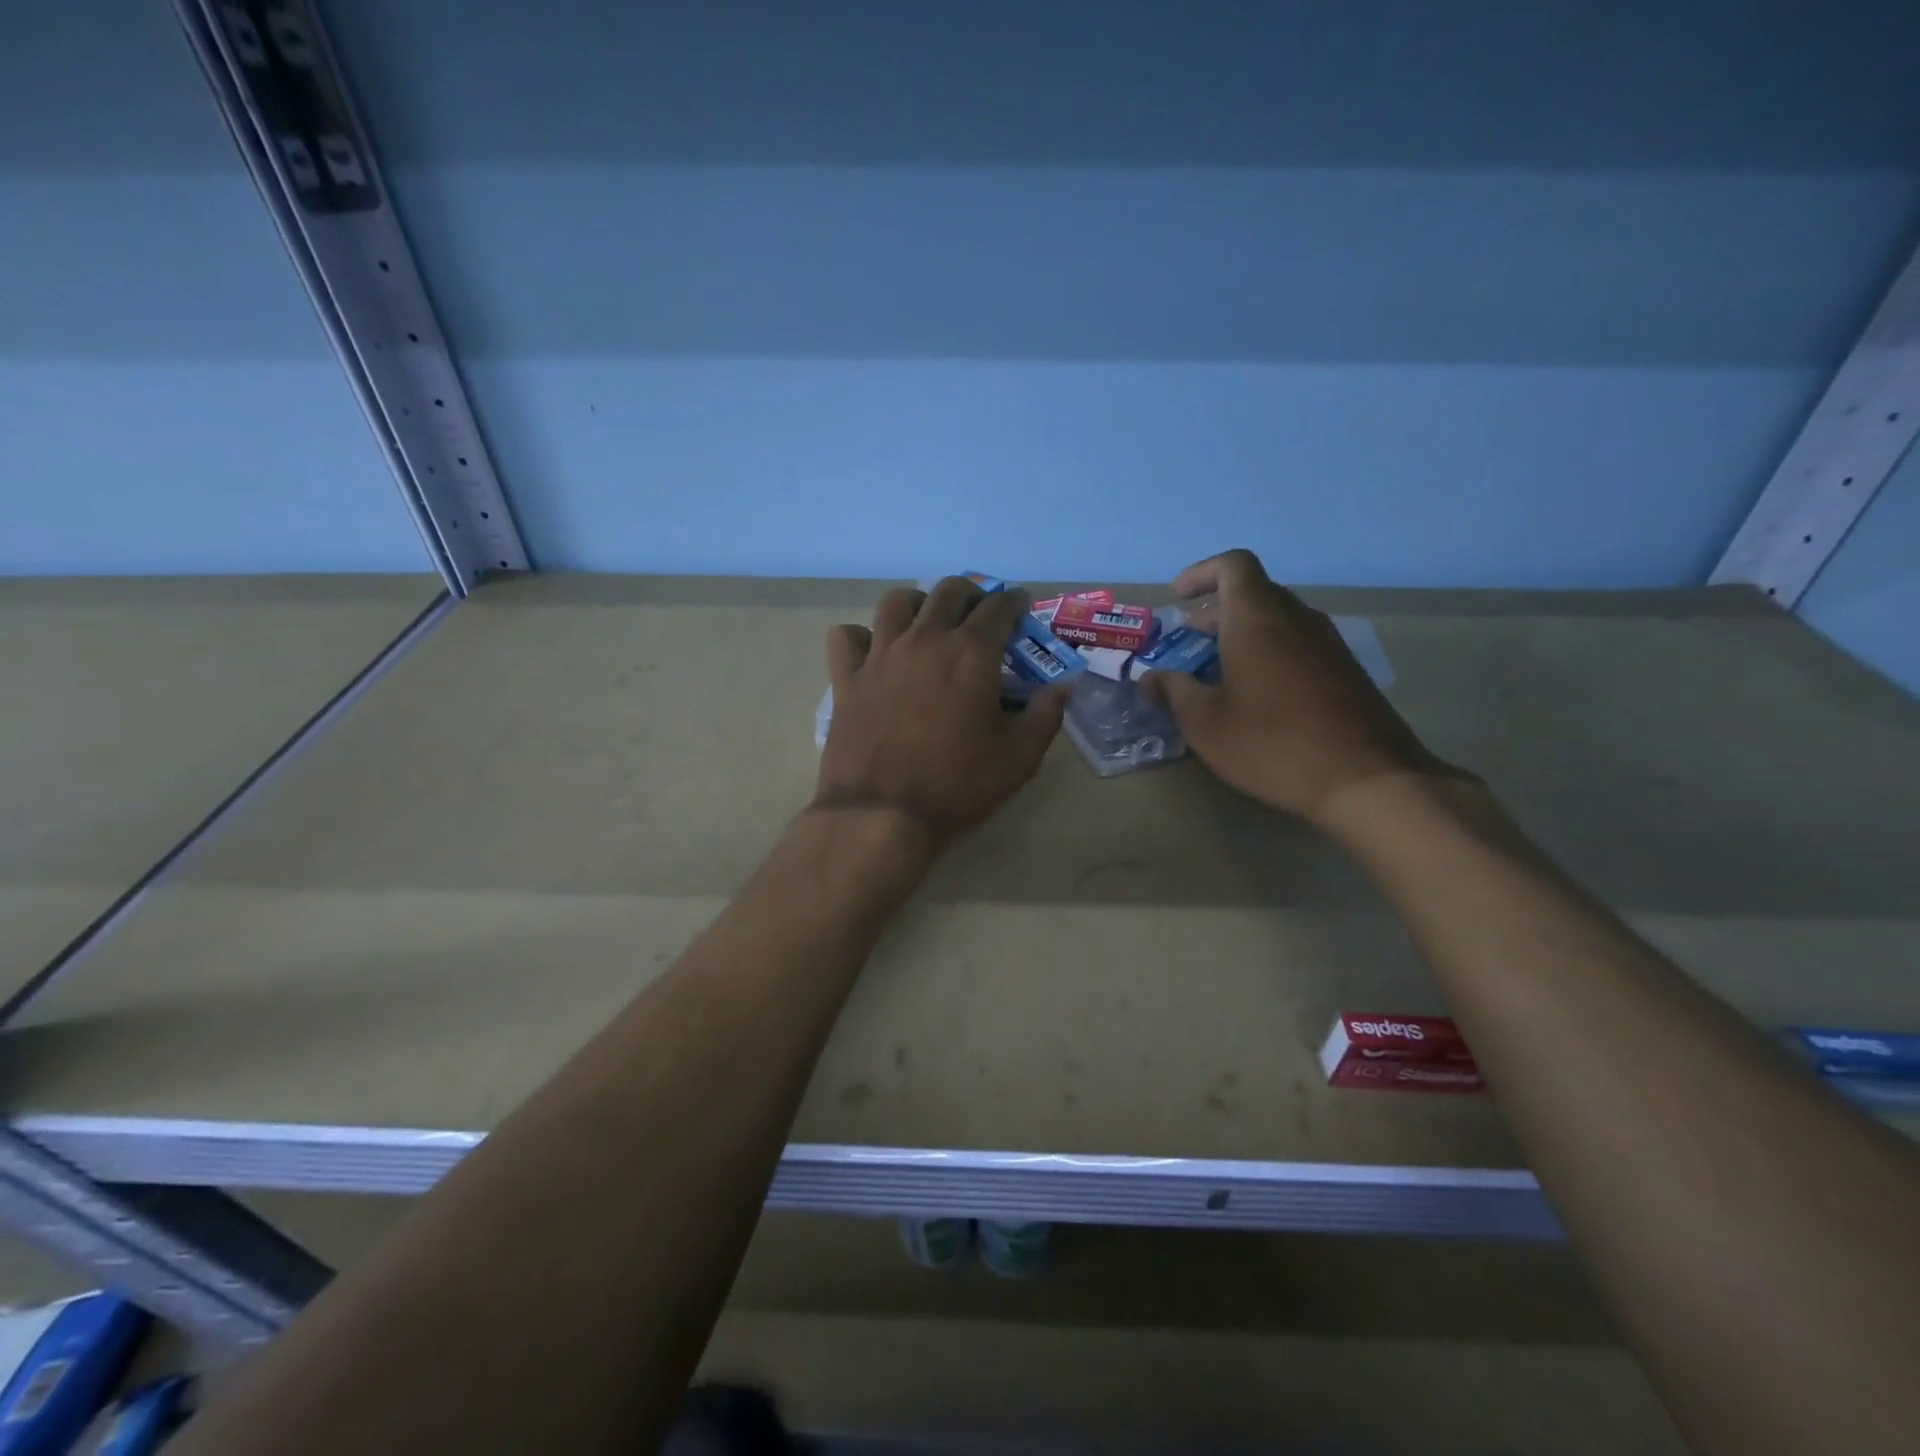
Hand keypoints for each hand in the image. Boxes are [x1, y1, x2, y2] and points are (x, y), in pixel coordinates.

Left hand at [815, 577, 1067, 845]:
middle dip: (971, 594)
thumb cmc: (956, 786)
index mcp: (971, 653)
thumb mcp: (1019, 758)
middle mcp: (924, 639)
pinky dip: (863, 636)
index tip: (1020, 607)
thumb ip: (1045, 716)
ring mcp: (880, 655)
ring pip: (896, 601)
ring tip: (927, 624)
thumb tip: (1062, 687)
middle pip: (948, 591)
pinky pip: (848, 636)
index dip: (1014, 602)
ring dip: (919, 603)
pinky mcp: (847, 678)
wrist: (881, 814)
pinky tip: (875, 653)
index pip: (998, 607)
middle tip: (979, 615)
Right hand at [1147, 549, 1456, 824]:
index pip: (1233, 566)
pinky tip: (1256, 696)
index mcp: (1258, 619)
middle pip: (1254, 594)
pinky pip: (1298, 644)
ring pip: (1277, 620)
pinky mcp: (1346, 672)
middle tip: (1186, 642)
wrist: (1368, 781)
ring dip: (1242, 634)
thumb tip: (1151, 678)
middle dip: (1215, 612)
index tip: (1177, 598)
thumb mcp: (1206, 724)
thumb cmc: (1273, 744)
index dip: (1201, 573)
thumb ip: (1173, 693)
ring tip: (1216, 671)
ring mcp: (1328, 645)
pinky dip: (1268, 653)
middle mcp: (1296, 620)